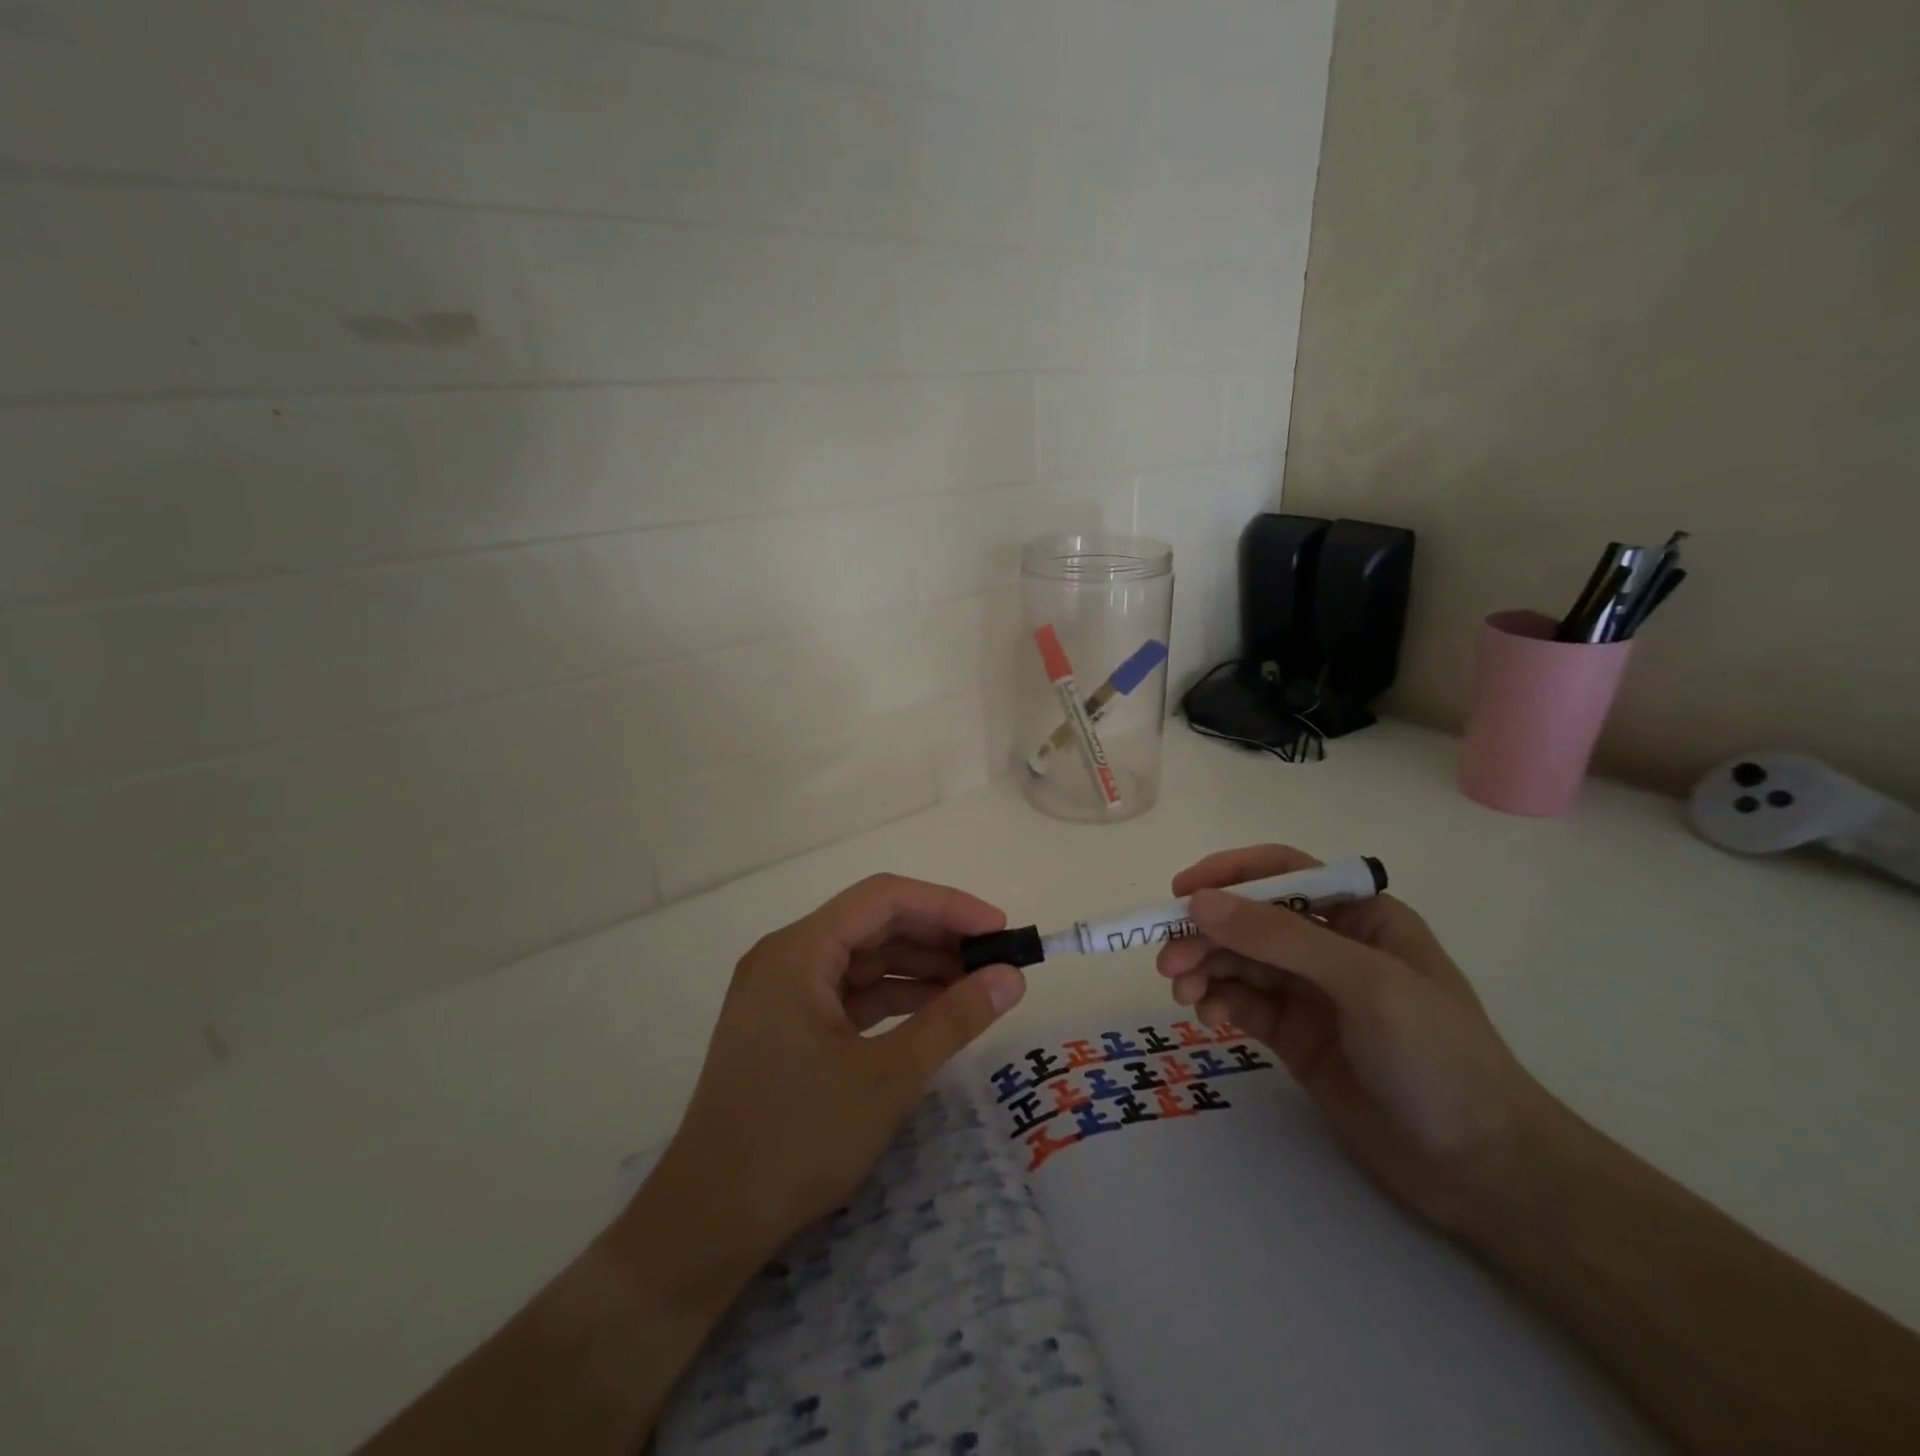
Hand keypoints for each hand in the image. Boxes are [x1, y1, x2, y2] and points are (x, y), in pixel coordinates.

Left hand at [640, 874, 1027, 1262]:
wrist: (709, 1221)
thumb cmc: (797, 1140)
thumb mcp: (888, 1077)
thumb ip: (953, 1019)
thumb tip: (1011, 977)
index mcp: (799, 951)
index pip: (883, 899)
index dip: (947, 906)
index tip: (998, 930)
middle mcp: (787, 957)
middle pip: (873, 923)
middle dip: (937, 936)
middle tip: (995, 959)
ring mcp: (784, 991)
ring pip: (863, 958)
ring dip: (919, 967)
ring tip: (977, 984)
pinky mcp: (787, 1024)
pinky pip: (850, 992)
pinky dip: (894, 997)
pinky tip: (937, 1010)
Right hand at [1157, 845, 1555, 1232]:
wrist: (1484, 1171)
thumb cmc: (1438, 1057)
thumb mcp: (1364, 984)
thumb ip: (1280, 938)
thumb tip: (1201, 902)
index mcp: (1360, 916)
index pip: (1284, 873)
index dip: (1230, 875)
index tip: (1181, 894)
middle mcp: (1331, 947)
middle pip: (1251, 921)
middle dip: (1208, 934)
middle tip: (1169, 961)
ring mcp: (1312, 994)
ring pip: (1240, 962)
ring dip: (1205, 969)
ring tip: (1183, 993)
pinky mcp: (1296, 1036)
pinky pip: (1244, 1003)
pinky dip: (1218, 1002)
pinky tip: (1207, 1017)